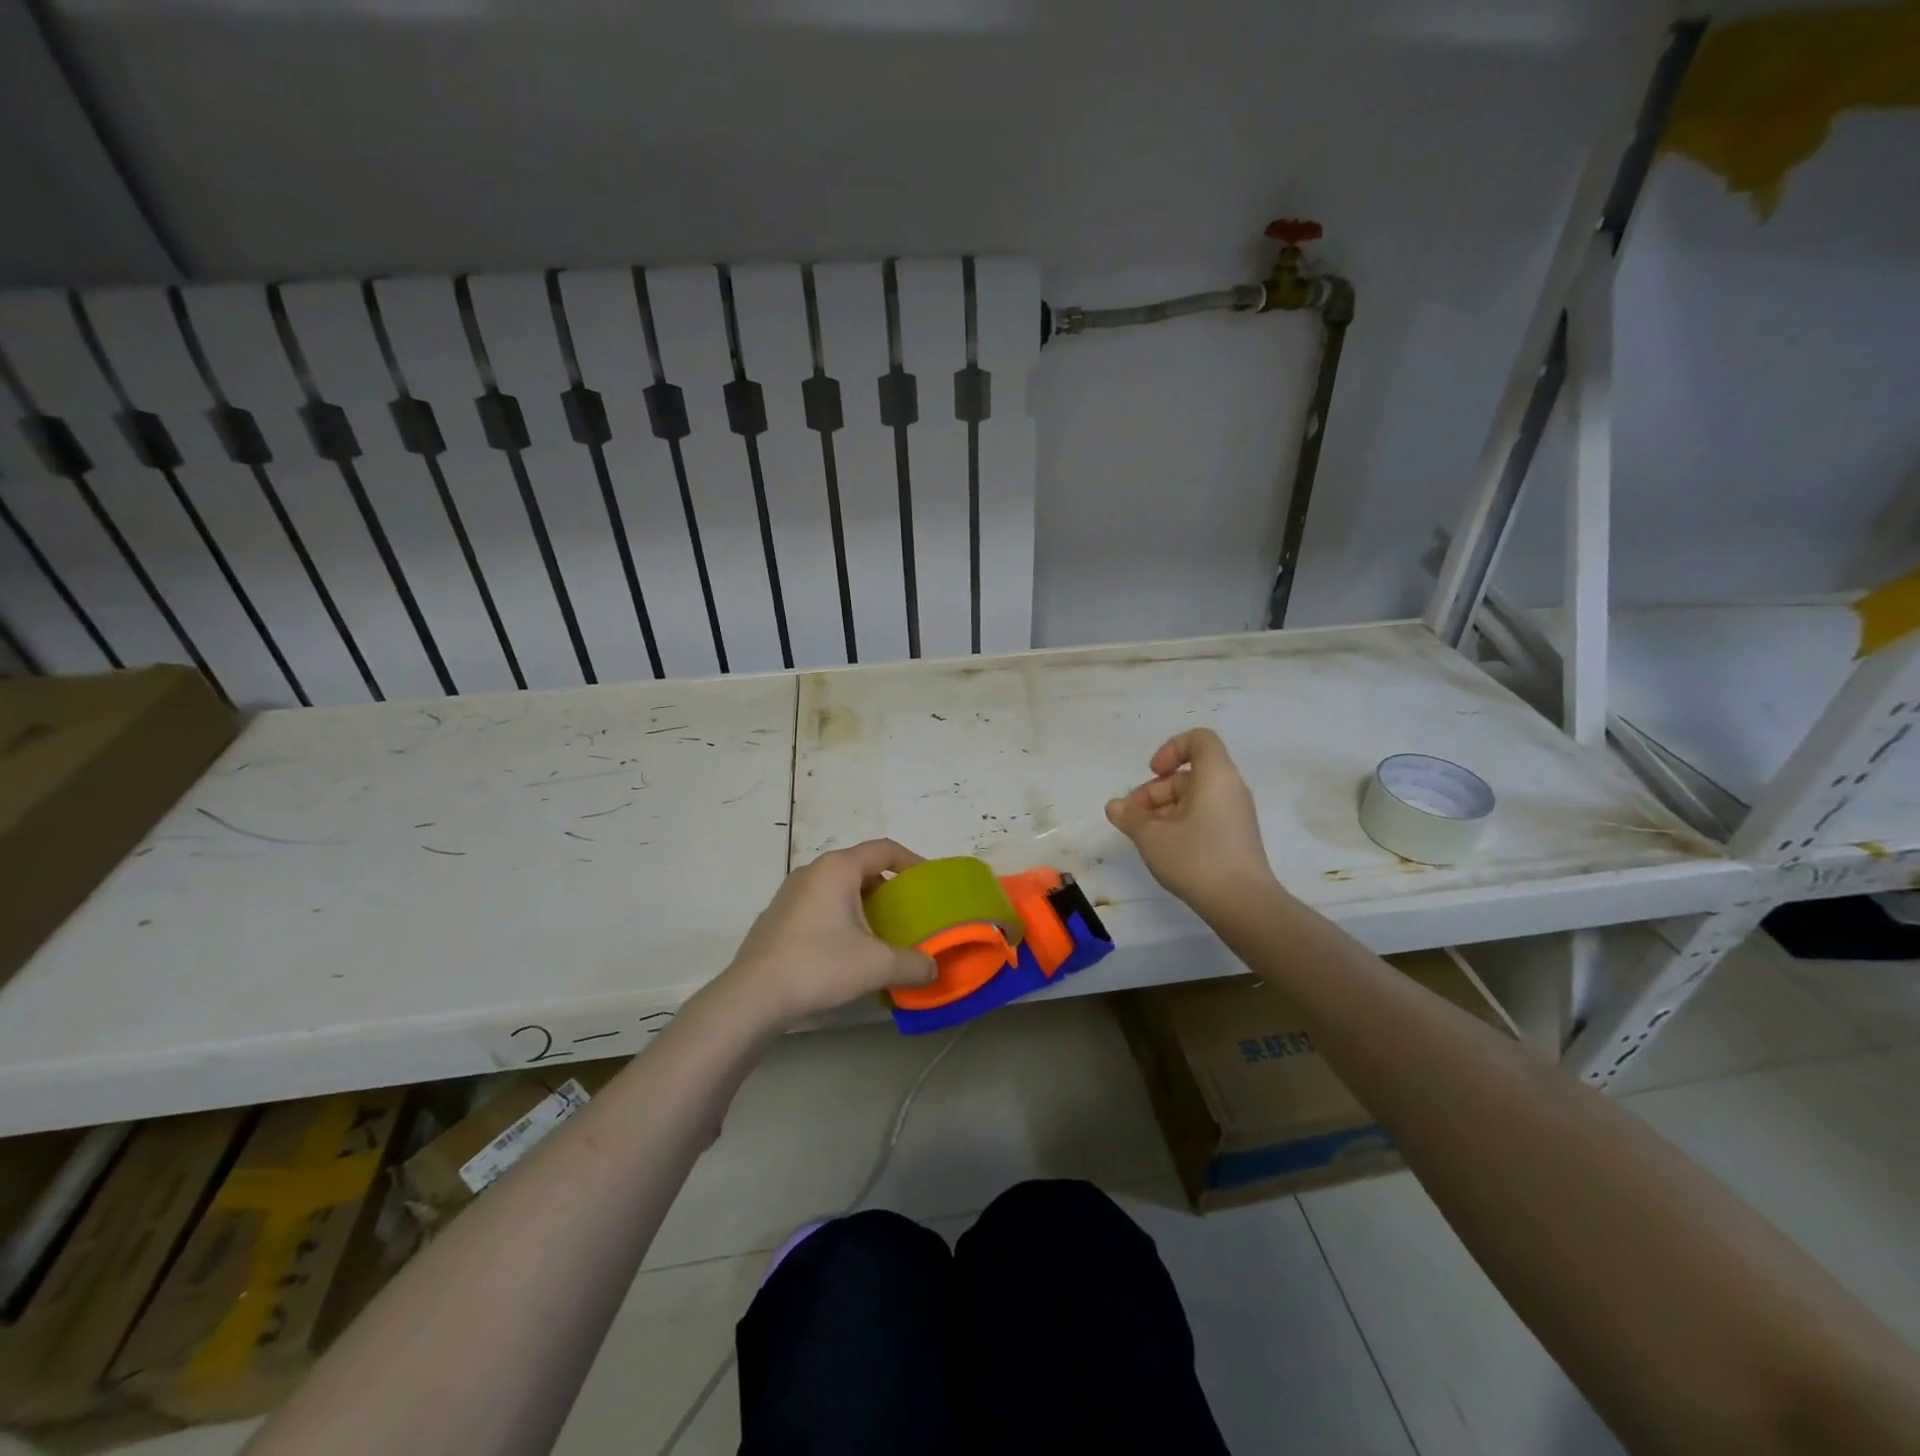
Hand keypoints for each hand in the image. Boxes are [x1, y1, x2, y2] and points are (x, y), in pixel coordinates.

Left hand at [719, 839, 937, 1026]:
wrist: (754, 996)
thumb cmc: (820, 965)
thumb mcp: (877, 966)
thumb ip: (914, 964)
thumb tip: (933, 970)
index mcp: (838, 869)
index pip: (884, 850)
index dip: (912, 862)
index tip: (929, 883)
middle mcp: (812, 871)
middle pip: (861, 867)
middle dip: (888, 888)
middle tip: (906, 913)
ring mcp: (789, 892)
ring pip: (838, 887)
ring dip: (862, 904)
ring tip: (878, 934)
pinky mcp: (776, 916)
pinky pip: (818, 905)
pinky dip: (838, 917)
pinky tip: (843, 950)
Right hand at [1106, 729, 1277, 916]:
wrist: (1244, 904)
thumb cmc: (1197, 858)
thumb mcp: (1152, 836)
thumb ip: (1130, 816)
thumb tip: (1114, 806)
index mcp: (1216, 776)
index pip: (1199, 739)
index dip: (1171, 749)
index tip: (1152, 773)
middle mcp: (1230, 788)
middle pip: (1189, 774)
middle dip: (1155, 791)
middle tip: (1133, 818)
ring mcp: (1236, 814)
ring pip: (1195, 798)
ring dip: (1164, 811)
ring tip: (1144, 838)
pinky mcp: (1237, 837)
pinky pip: (1205, 817)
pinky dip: (1182, 824)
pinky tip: (1165, 850)